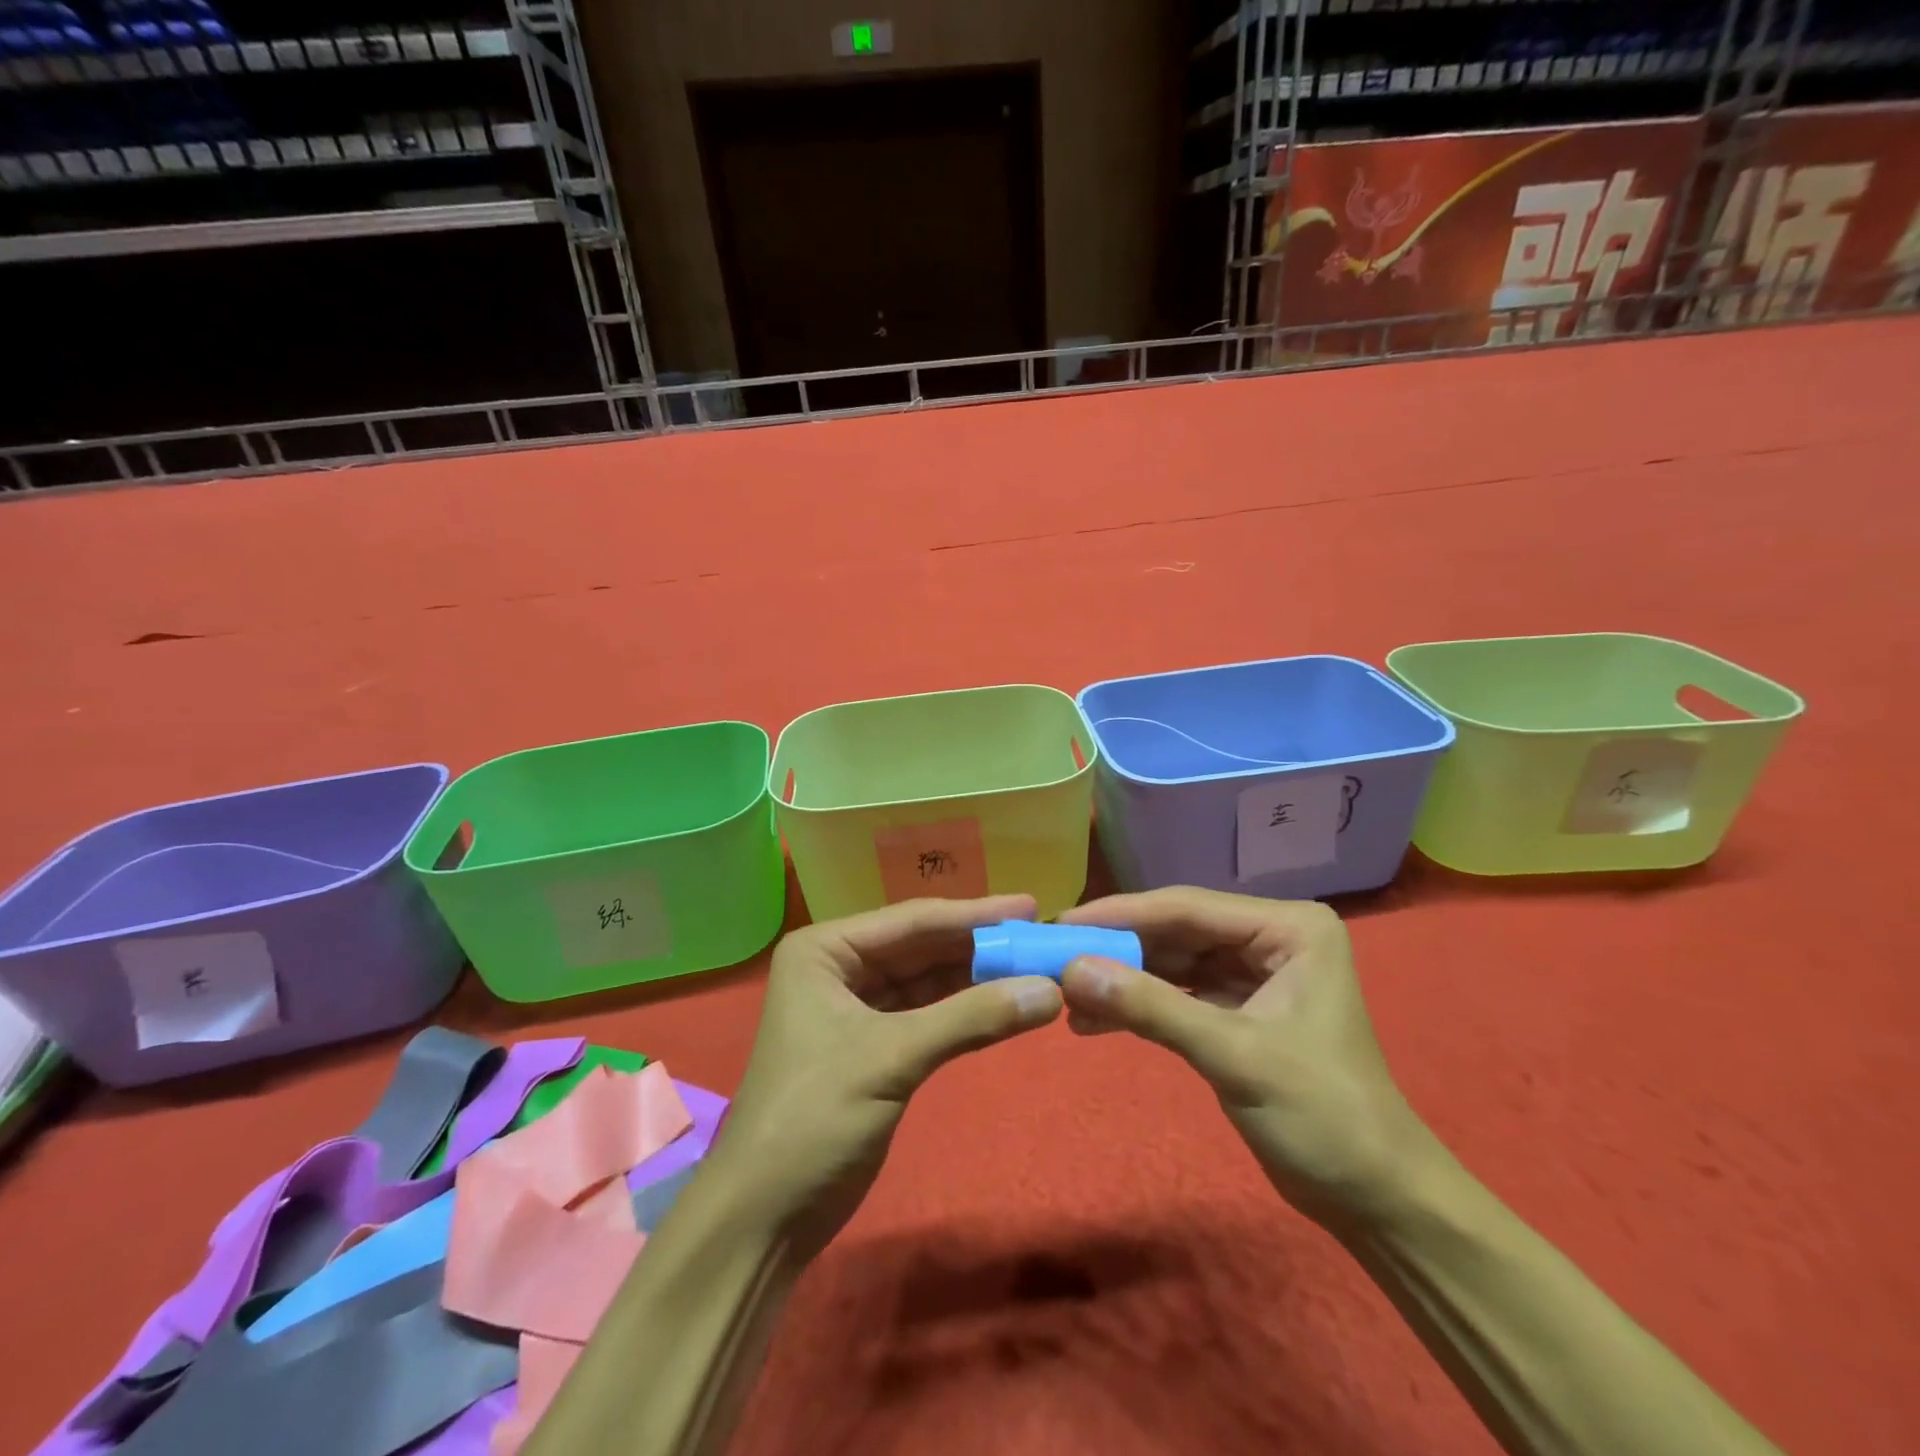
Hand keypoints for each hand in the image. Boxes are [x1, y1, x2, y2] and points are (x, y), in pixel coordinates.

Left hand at [713, 895, 1061, 1255]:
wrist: (765, 1218)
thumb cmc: (814, 1117)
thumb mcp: (893, 1057)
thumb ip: (971, 1018)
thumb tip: (1052, 990)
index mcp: (826, 949)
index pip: (912, 921)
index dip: (975, 914)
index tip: (1030, 905)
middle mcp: (841, 966)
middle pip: (923, 947)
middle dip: (979, 945)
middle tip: (1040, 935)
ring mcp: (858, 1006)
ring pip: (929, 980)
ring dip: (978, 978)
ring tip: (1036, 966)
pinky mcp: (876, 1045)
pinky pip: (929, 1014)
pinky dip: (966, 1012)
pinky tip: (1007, 1004)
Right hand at [1058, 888, 1433, 1230]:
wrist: (1376, 1201)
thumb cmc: (1324, 1117)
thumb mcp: (1235, 1056)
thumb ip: (1153, 1008)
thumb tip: (1072, 970)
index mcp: (1288, 928)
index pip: (1188, 908)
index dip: (1121, 914)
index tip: (1062, 923)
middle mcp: (1269, 938)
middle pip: (1175, 930)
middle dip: (1117, 947)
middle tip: (1053, 956)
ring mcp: (1253, 974)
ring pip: (1171, 961)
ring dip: (1122, 978)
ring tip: (1064, 992)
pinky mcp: (1237, 1009)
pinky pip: (1177, 994)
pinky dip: (1138, 1006)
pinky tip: (1093, 1020)